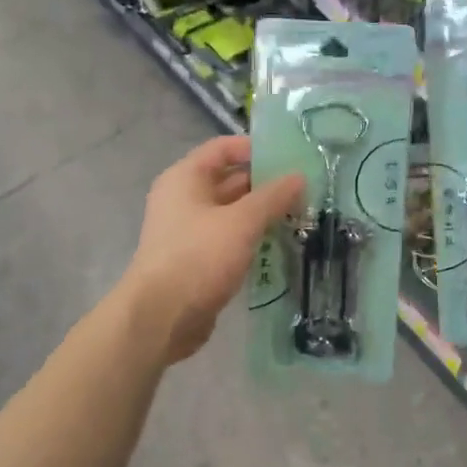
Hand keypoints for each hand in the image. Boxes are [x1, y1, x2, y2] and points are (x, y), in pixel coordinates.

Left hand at [122, 136, 303, 364]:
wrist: (161, 318)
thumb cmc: (198, 257)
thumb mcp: (241, 222)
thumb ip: (272, 197)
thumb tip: (299, 176)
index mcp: (186, 178)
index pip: (223, 148)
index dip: (254, 148)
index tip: (290, 157)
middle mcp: (184, 199)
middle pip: (230, 180)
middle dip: (266, 184)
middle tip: (306, 189)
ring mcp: (190, 231)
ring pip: (233, 212)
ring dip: (262, 213)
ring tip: (301, 215)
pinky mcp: (198, 259)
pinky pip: (230, 238)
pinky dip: (252, 237)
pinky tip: (281, 243)